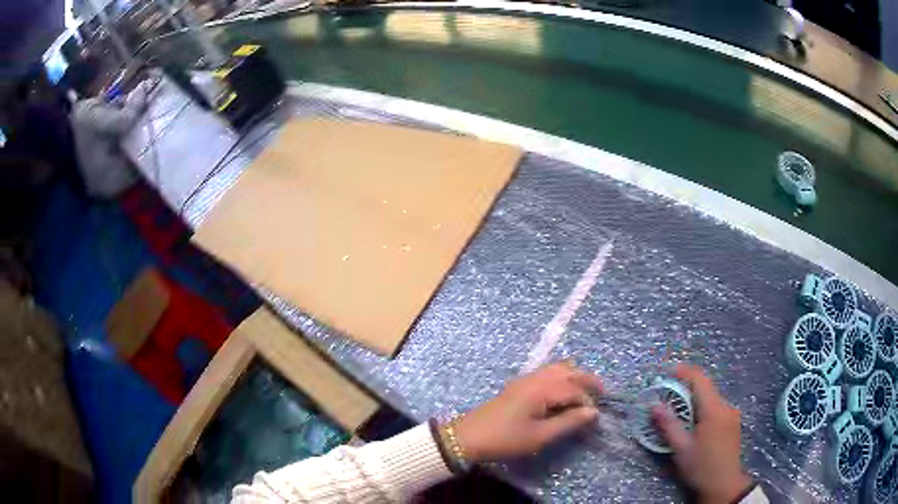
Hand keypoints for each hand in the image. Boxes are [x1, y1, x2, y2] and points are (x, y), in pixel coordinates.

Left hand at [453, 362, 601, 462]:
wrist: (468, 437)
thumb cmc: (505, 439)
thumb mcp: (540, 436)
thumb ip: (568, 422)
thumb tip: (593, 412)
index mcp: (542, 389)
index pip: (574, 389)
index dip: (588, 401)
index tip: (596, 417)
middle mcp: (535, 378)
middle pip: (568, 370)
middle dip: (586, 379)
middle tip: (602, 392)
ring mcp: (525, 379)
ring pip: (556, 369)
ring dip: (573, 376)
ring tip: (585, 392)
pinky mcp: (518, 386)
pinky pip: (546, 373)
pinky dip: (560, 378)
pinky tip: (562, 392)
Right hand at [652, 364, 751, 503]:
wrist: (724, 484)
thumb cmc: (701, 466)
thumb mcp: (681, 448)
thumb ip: (668, 425)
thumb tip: (654, 405)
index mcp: (714, 409)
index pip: (700, 379)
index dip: (684, 372)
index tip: (667, 372)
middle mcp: (726, 406)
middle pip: (706, 388)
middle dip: (687, 388)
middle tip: (668, 396)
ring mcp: (732, 414)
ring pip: (712, 398)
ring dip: (695, 399)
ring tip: (679, 412)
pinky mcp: (733, 422)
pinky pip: (717, 407)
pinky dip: (703, 408)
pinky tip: (695, 424)